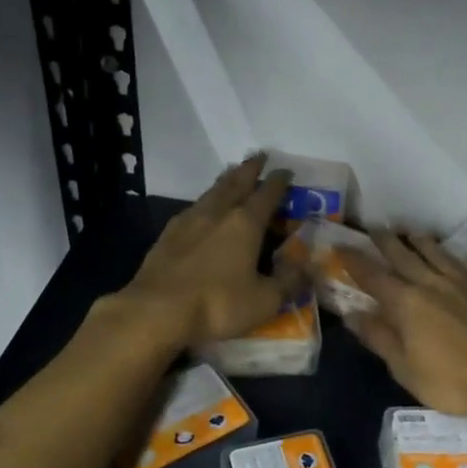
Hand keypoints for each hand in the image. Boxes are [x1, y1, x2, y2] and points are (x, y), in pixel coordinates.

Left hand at [111, 156, 307, 350]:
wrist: (156, 311)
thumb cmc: (217, 304)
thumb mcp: (264, 300)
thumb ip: (289, 281)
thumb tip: (310, 267)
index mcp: (245, 224)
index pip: (267, 194)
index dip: (279, 181)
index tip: (286, 170)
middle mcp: (217, 213)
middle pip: (236, 182)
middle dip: (250, 169)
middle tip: (259, 156)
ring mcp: (188, 221)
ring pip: (212, 192)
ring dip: (225, 180)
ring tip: (232, 174)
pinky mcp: (167, 235)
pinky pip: (192, 209)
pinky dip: (204, 202)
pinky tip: (202, 209)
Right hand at [339, 233, 466, 433]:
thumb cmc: (453, 383)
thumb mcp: (406, 369)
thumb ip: (380, 338)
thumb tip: (352, 314)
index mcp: (408, 304)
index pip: (374, 277)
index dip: (355, 261)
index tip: (341, 246)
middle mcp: (436, 285)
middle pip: (406, 257)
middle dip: (388, 242)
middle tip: (375, 227)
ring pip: (442, 256)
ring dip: (425, 243)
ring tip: (413, 232)